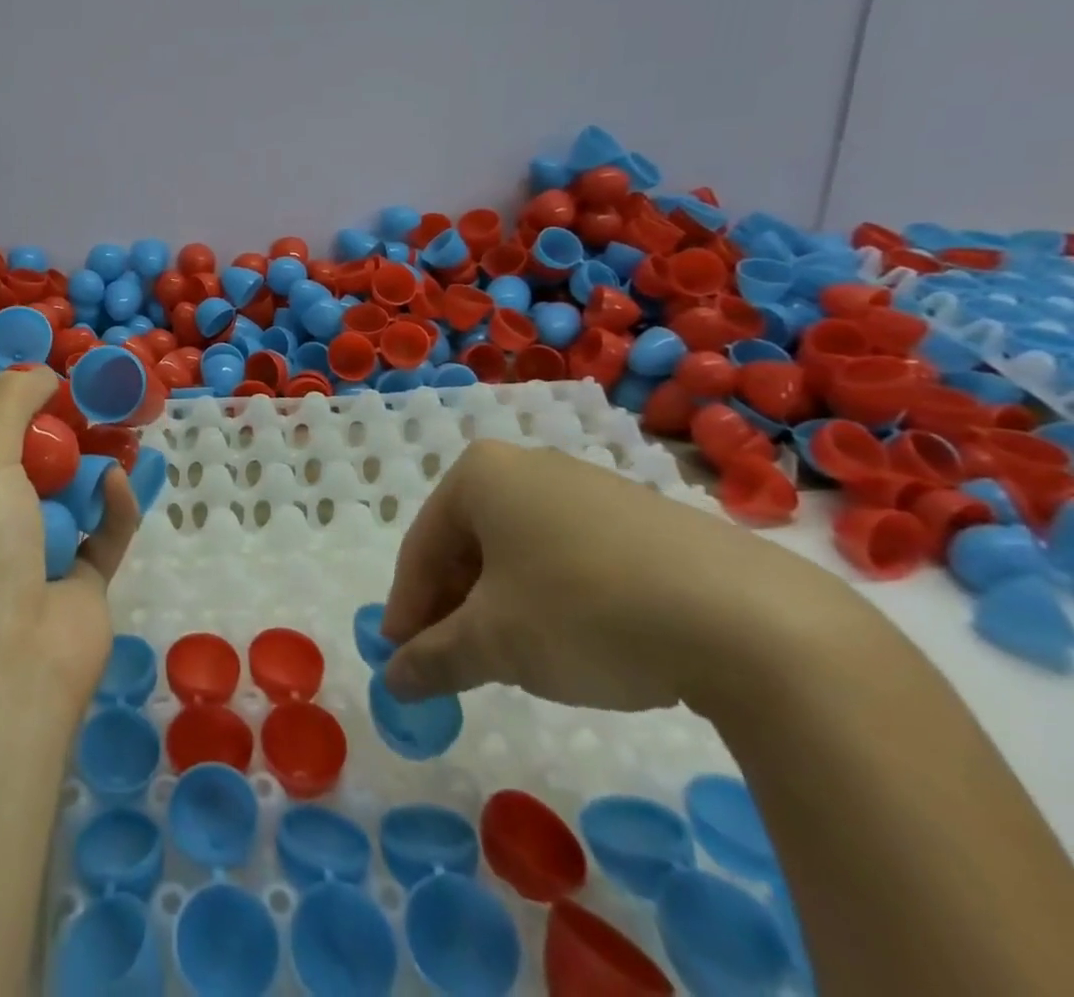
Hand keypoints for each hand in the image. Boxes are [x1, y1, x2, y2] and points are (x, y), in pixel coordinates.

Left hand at [0, 366, 140, 717]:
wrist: (12, 665)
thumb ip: (8, 405)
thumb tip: (40, 373)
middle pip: (2, 460)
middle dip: (32, 424)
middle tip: (64, 388)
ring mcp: (29, 555)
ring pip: (60, 493)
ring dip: (85, 460)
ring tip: (109, 418)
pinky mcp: (77, 580)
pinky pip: (101, 533)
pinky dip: (112, 506)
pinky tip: (121, 481)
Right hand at [380, 440, 843, 711]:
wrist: (753, 621)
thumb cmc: (586, 611)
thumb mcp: (496, 643)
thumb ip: (434, 658)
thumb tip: (392, 680)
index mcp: (479, 474)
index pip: (422, 547)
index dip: (407, 608)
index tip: (402, 660)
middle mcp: (527, 466)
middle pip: (469, 544)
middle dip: (456, 607)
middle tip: (454, 663)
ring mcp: (589, 486)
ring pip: (518, 550)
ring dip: (501, 605)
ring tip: (512, 659)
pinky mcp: (641, 517)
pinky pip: (569, 554)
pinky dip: (552, 597)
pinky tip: (574, 641)